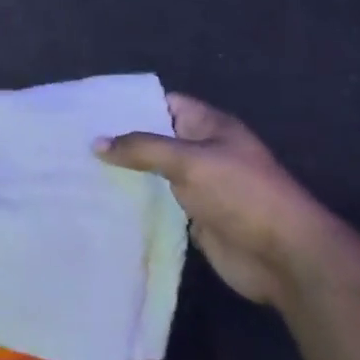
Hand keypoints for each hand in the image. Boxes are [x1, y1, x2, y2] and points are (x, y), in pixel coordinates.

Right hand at [98, 94, 325, 304]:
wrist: (284, 256)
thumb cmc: (240, 193)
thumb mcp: (190, 160)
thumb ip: (142, 149)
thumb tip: (96, 142)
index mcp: (208, 126)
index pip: (164, 103)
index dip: (131, 104)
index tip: (91, 107)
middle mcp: (202, 151)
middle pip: (155, 139)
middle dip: (121, 140)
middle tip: (75, 139)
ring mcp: (199, 186)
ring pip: (154, 174)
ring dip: (125, 174)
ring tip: (78, 169)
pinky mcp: (194, 218)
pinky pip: (159, 205)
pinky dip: (136, 204)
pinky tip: (102, 201)